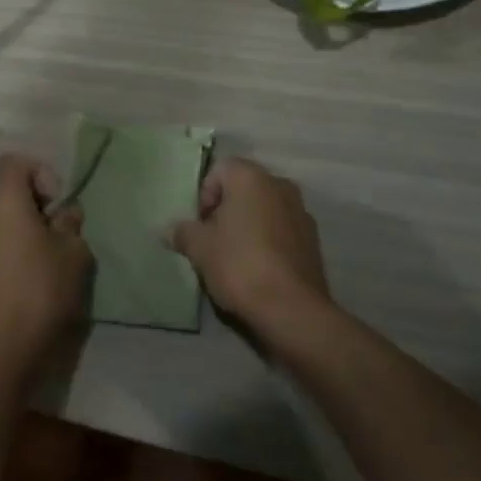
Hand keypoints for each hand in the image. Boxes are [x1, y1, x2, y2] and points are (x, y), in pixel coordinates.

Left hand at [0, 154, 93, 387]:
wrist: (5, 349)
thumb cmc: (42, 289)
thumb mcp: (73, 252)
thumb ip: (71, 223)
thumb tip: (65, 213)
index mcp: (4, 200)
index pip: (15, 162)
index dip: (40, 172)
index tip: (57, 203)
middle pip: (9, 192)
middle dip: (37, 205)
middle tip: (60, 231)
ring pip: (3, 220)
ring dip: (26, 229)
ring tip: (50, 258)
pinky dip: (14, 249)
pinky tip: (33, 279)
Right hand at [170, 158, 331, 335]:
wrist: (292, 310)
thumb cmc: (240, 265)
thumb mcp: (200, 249)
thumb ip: (182, 232)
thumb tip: (167, 230)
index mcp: (250, 177)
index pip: (219, 171)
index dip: (204, 196)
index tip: (201, 226)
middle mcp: (279, 184)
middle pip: (243, 189)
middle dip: (226, 210)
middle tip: (214, 241)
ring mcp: (301, 211)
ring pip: (264, 209)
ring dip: (249, 225)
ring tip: (236, 258)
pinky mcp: (313, 240)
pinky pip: (282, 230)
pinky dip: (269, 241)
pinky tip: (260, 269)